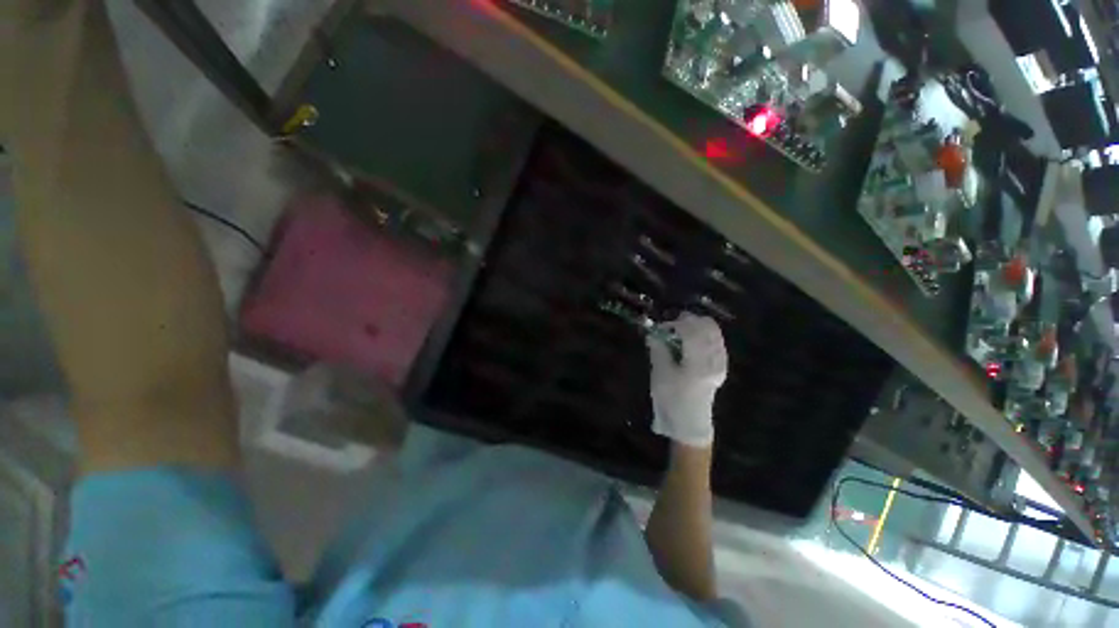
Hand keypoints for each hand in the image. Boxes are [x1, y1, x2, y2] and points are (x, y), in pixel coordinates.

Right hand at [647, 313, 727, 447]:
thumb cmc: (672, 400)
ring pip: (714, 333)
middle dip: (689, 321)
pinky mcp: (720, 366)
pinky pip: (716, 342)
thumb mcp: (660, 374)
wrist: (689, 423)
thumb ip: (658, 350)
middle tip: (672, 325)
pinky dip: (704, 335)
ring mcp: (720, 363)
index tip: (661, 326)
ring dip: (697, 326)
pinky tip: (691, 341)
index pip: (692, 331)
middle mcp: (714, 359)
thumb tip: (653, 332)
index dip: (675, 324)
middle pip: (708, 327)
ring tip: (680, 331)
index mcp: (699, 363)